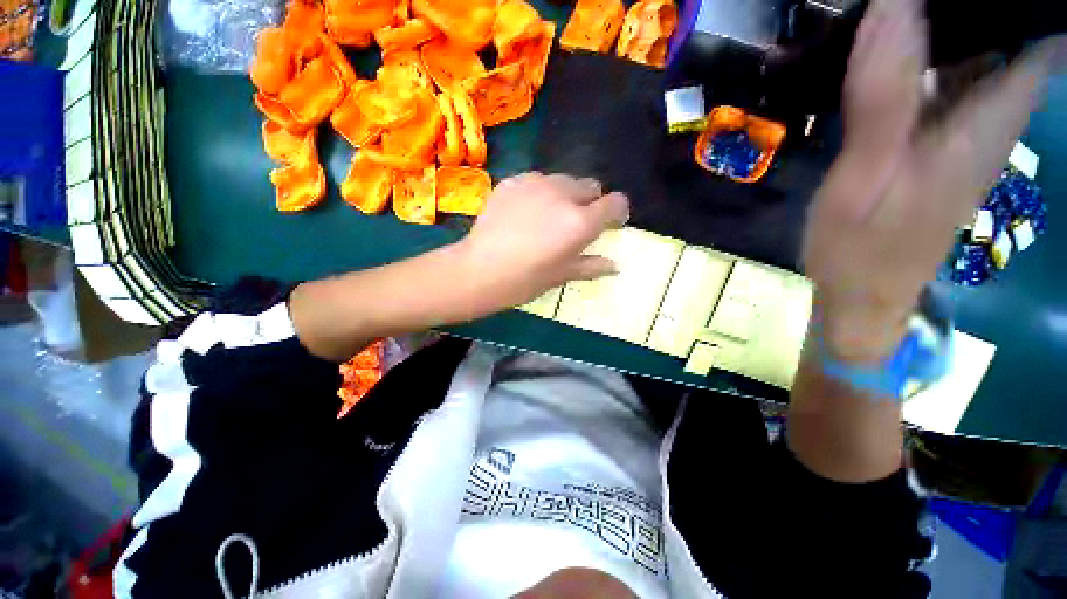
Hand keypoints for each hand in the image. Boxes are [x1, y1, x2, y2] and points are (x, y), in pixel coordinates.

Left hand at [451, 172, 629, 313]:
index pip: (615, 203)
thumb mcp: (561, 276)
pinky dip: (539, 193)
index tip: (610, 223)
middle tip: (574, 223)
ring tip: (547, 217)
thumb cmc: (524, 280)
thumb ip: (591, 266)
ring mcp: (535, 183)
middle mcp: (563, 195)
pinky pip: (536, 181)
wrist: (478, 270)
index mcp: (580, 222)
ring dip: (564, 195)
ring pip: (562, 181)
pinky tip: (524, 213)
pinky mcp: (512, 181)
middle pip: (590, 186)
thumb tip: (614, 267)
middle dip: (590, 202)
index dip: (617, 212)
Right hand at [803, 0, 1057, 363]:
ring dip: (953, 20)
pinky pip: (956, 77)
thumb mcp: (863, 179)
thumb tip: (894, 6)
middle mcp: (995, 117)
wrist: (864, 295)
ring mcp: (972, 130)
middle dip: (978, 2)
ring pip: (986, 50)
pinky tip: (898, 47)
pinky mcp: (946, 142)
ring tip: (899, 11)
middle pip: (1015, 32)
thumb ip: (885, 99)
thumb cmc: (860, 249)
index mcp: (987, 122)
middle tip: (911, 1)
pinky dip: (936, 51)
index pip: (1040, 34)